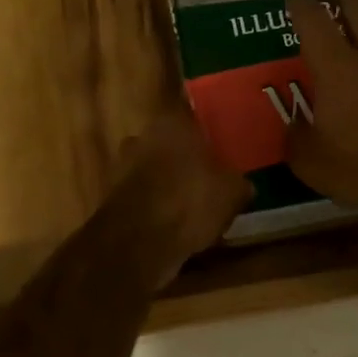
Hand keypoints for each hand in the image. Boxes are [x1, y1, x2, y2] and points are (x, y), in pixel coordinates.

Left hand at [116, 106, 251, 285]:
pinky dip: (156, 206)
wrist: (138, 242)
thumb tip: (243, 185)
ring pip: (154, 169)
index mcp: (172, 123)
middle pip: (170, 143)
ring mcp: (123, 166)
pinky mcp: (113, 197)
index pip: (191, 113)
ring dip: (169, 183)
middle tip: (209, 176)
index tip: (220, 143)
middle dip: (186, 158)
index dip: (207, 129)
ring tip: (192, 205)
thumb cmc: (189, 202)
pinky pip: (144, 195)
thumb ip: (239, 183)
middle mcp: (142, 136)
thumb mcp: (232, 193)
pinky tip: (173, 223)